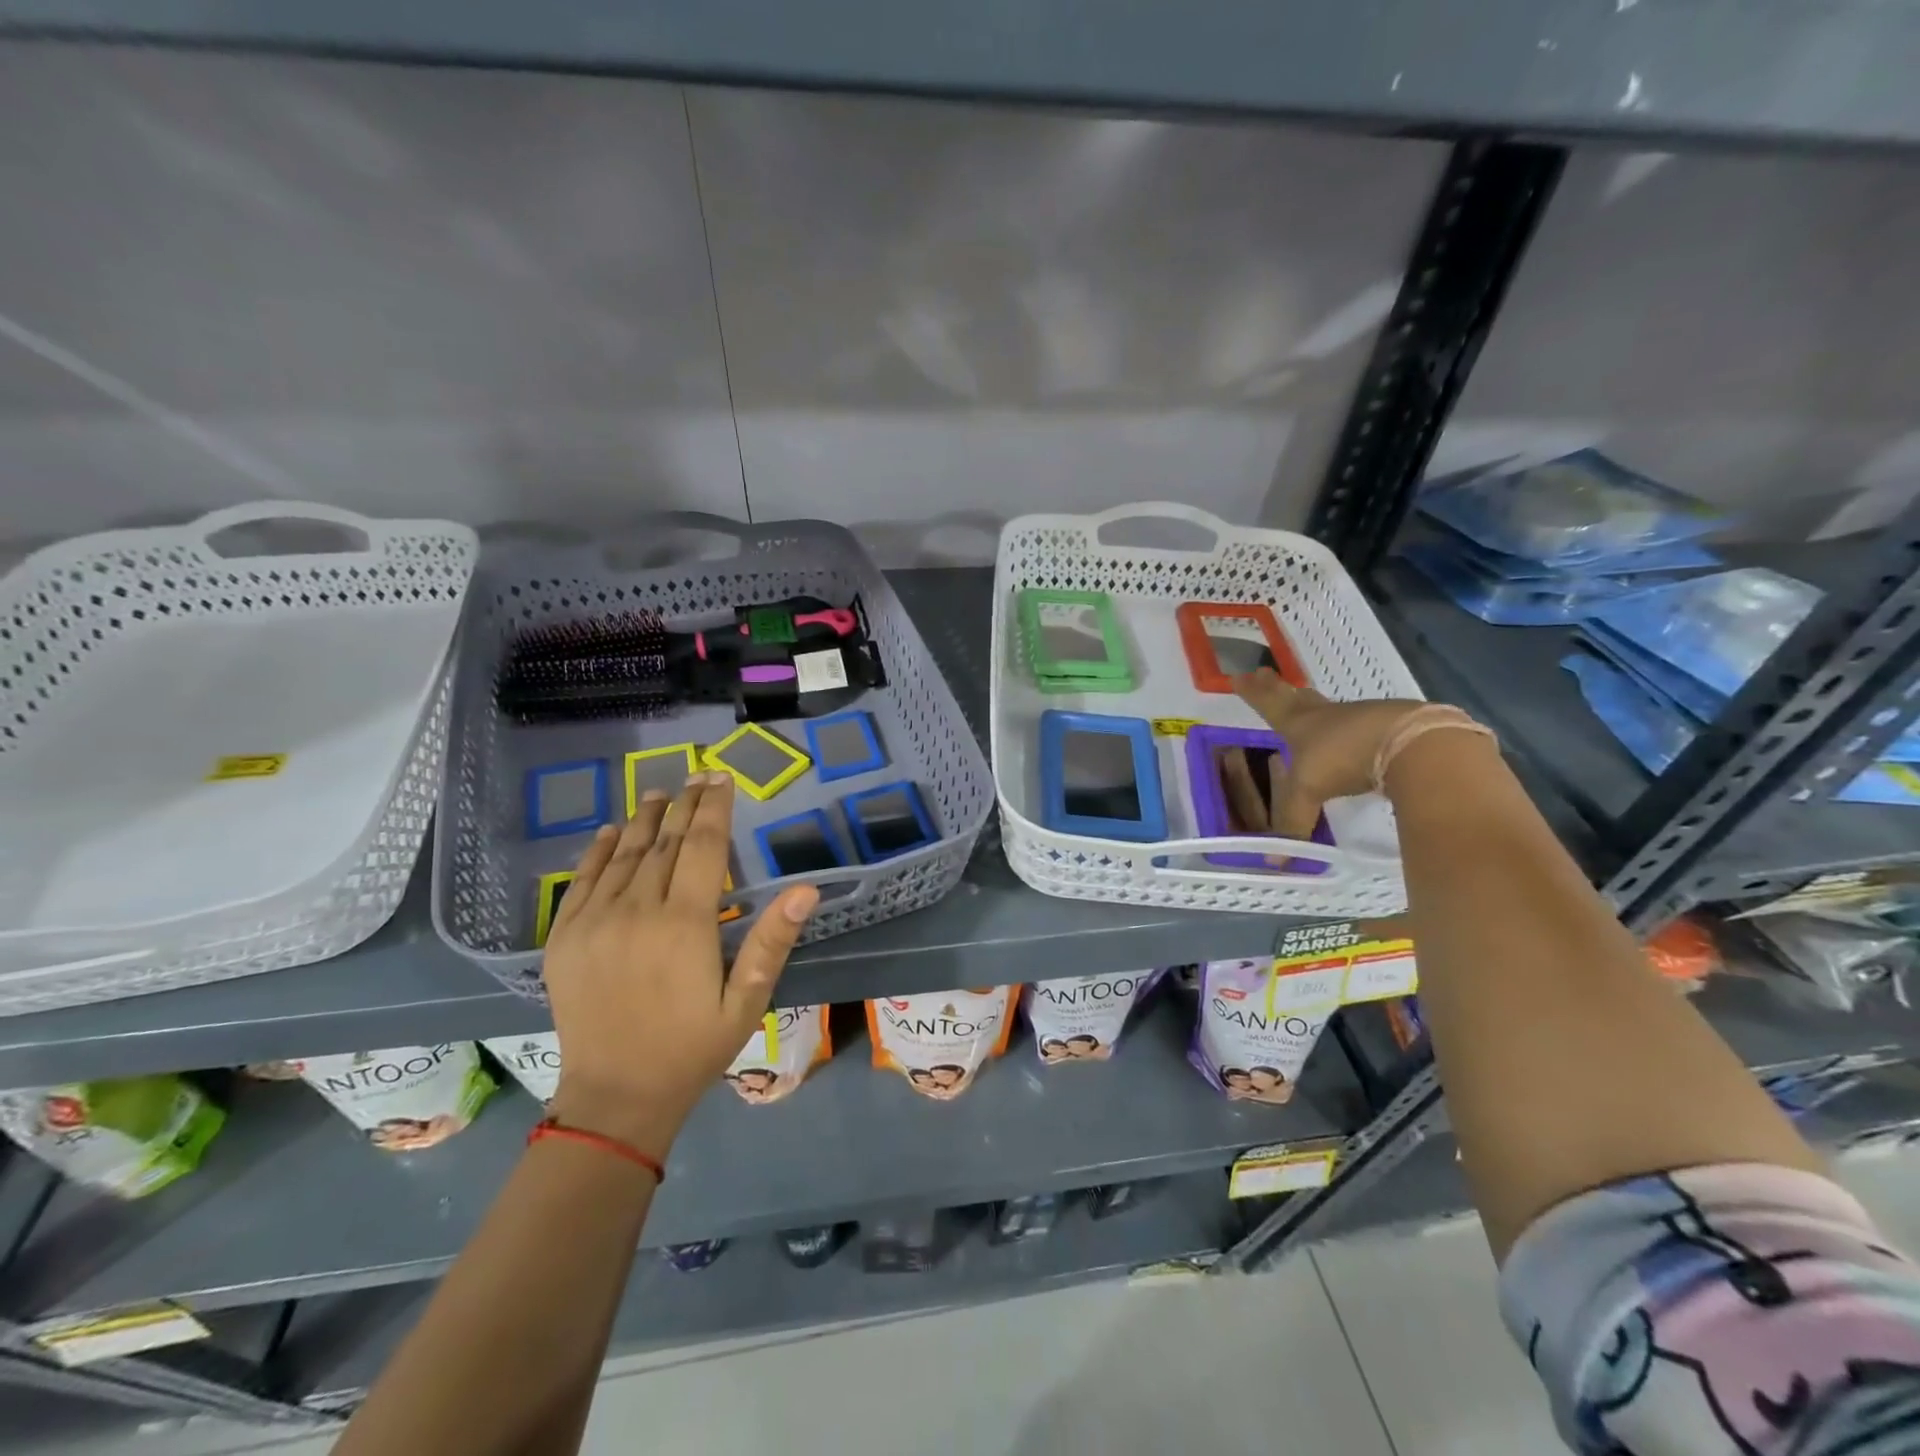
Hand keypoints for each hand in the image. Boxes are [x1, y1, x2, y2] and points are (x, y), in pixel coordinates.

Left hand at [541, 773, 817, 1157]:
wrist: (614, 1097)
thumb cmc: (692, 1048)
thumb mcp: (746, 1001)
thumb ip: (772, 941)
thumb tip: (805, 890)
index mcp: (686, 924)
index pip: (705, 848)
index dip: (715, 809)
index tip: (723, 779)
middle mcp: (638, 911)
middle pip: (666, 843)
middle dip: (686, 805)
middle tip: (698, 775)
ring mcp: (595, 922)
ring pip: (625, 854)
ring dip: (645, 819)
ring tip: (660, 792)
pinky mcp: (565, 937)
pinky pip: (583, 880)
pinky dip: (599, 850)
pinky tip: (612, 830)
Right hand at [1230, 668, 1424, 826]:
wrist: (1413, 743)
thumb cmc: (1346, 757)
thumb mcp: (1310, 790)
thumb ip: (1293, 822)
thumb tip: (1273, 861)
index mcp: (1301, 723)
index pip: (1270, 704)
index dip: (1254, 693)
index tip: (1238, 677)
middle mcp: (1328, 715)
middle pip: (1298, 698)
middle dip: (1278, 689)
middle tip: (1264, 674)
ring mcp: (1363, 718)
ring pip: (1332, 711)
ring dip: (1317, 709)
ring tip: (1310, 712)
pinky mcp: (1393, 728)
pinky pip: (1365, 727)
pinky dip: (1355, 731)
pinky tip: (1357, 742)